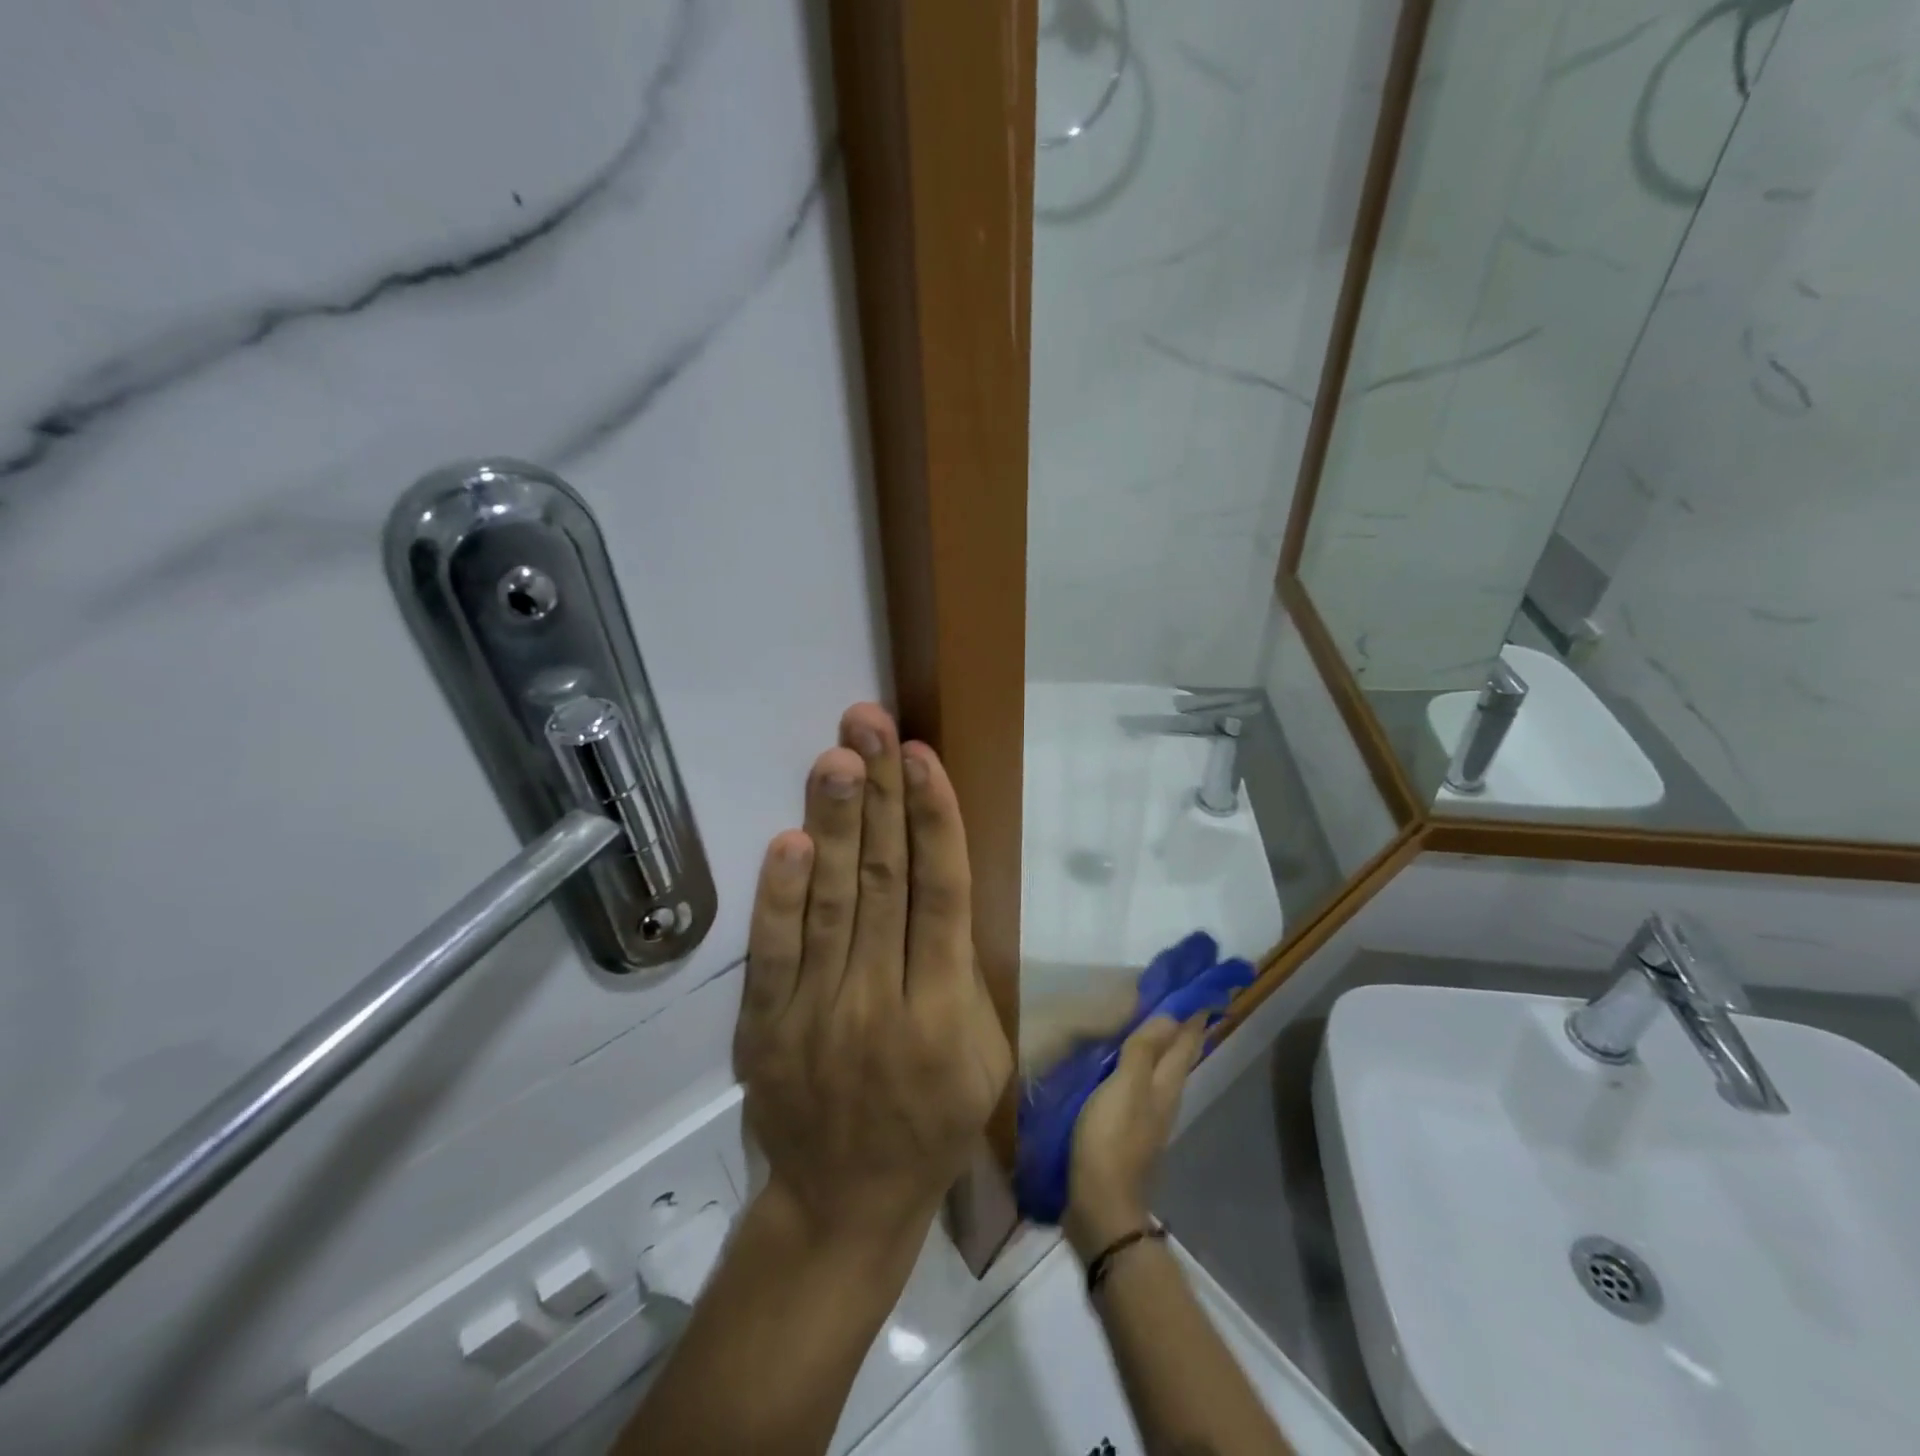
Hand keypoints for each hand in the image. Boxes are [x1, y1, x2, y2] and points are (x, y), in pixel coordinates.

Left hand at [733, 704, 1012, 1249]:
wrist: (844, 1203)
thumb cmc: (931, 1123)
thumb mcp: (984, 1059)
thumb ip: (966, 975)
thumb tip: (943, 886)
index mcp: (945, 1014)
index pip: (942, 898)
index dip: (935, 822)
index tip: (923, 757)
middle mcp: (882, 1004)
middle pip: (884, 883)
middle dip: (881, 796)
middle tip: (871, 724)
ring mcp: (817, 1014)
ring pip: (830, 904)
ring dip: (836, 825)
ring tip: (837, 757)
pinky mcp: (766, 1027)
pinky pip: (773, 953)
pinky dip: (779, 896)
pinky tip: (791, 840)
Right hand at [1063, 1014, 1206, 1258]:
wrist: (1100, 1204)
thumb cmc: (1111, 1139)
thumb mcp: (1125, 1087)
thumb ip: (1144, 1051)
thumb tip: (1171, 1015)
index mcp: (1166, 1084)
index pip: (1187, 1041)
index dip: (1196, 1015)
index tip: (1206, 988)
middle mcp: (1165, 1098)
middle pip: (1180, 1056)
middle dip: (1185, 1029)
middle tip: (1186, 1000)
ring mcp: (1149, 1116)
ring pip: (1164, 1071)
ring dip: (1165, 1046)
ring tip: (1159, 1024)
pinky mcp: (1131, 1129)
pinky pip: (1143, 1085)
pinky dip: (1144, 1065)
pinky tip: (1130, 1064)